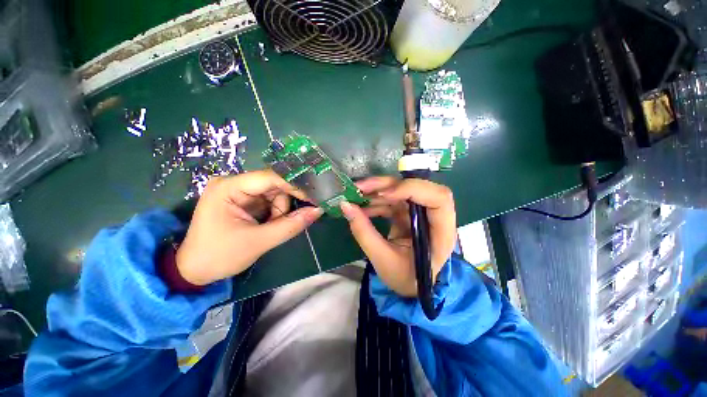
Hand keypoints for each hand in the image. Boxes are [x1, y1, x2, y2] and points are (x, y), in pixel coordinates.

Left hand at [176, 170, 322, 285]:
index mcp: (228, 188)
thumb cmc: (220, 256)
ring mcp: (238, 192)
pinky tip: (269, 224)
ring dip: (280, 211)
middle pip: (274, 185)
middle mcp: (233, 184)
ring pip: (274, 194)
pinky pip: (269, 201)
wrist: (195, 271)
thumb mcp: (258, 242)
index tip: (313, 197)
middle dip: (283, 205)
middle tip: (284, 223)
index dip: (294, 186)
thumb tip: (318, 210)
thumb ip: (290, 225)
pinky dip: (275, 213)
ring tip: (270, 228)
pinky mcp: (243, 201)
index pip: (270, 178)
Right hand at [340, 177, 456, 296]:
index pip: (439, 198)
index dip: (413, 189)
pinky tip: (361, 208)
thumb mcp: (383, 260)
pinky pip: (392, 200)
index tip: (384, 194)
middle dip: (387, 185)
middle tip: (360, 187)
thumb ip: (364, 232)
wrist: (410, 284)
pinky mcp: (408, 213)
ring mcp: (420, 213)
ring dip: (377, 191)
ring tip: (354, 196)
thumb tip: (345, 205)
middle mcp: (434, 217)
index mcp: (441, 232)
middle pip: (418, 188)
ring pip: (401, 191)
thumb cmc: (404, 277)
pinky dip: (375, 201)